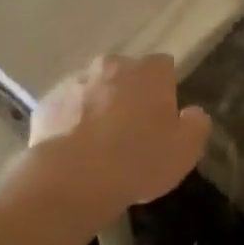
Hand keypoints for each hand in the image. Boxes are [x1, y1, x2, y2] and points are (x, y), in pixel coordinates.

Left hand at [29, 55, 209, 214]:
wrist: (74, 179)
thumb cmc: (139, 160)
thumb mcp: (186, 150)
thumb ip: (196, 124)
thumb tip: (193, 113)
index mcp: (148, 71)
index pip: (163, 67)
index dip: (164, 90)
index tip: (162, 117)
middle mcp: (111, 65)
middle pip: (124, 74)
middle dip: (128, 94)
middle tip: (130, 131)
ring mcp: (74, 81)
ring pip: (92, 90)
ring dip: (97, 107)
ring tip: (99, 146)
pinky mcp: (47, 103)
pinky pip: (65, 110)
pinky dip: (70, 123)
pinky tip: (73, 152)